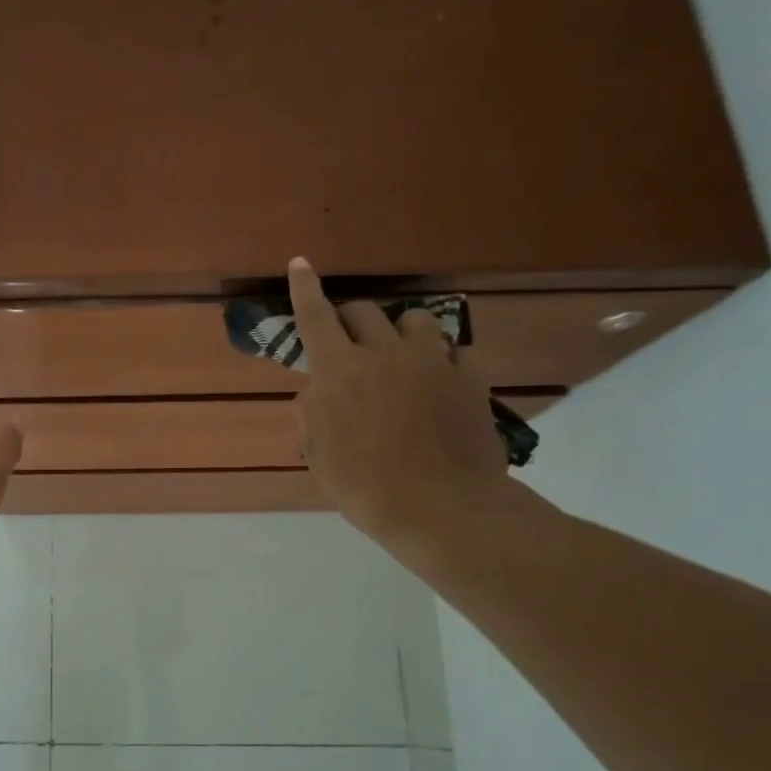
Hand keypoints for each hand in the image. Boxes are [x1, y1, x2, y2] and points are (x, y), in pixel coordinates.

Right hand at [287, 259, 514, 555]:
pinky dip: (440, 361)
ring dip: (400, 331)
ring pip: (415, 319)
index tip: (301, 263)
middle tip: (348, 343)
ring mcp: (432, 362)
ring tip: (400, 355)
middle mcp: (384, 353)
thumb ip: (312, 412)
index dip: (305, 288)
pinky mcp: (469, 378)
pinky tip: (438, 384)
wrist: (439, 507)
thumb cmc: (364, 485)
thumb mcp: (318, 454)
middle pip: (365, 310)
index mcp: (339, 371)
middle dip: (351, 319)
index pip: (315, 317)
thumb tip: (318, 390)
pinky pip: (454, 352)